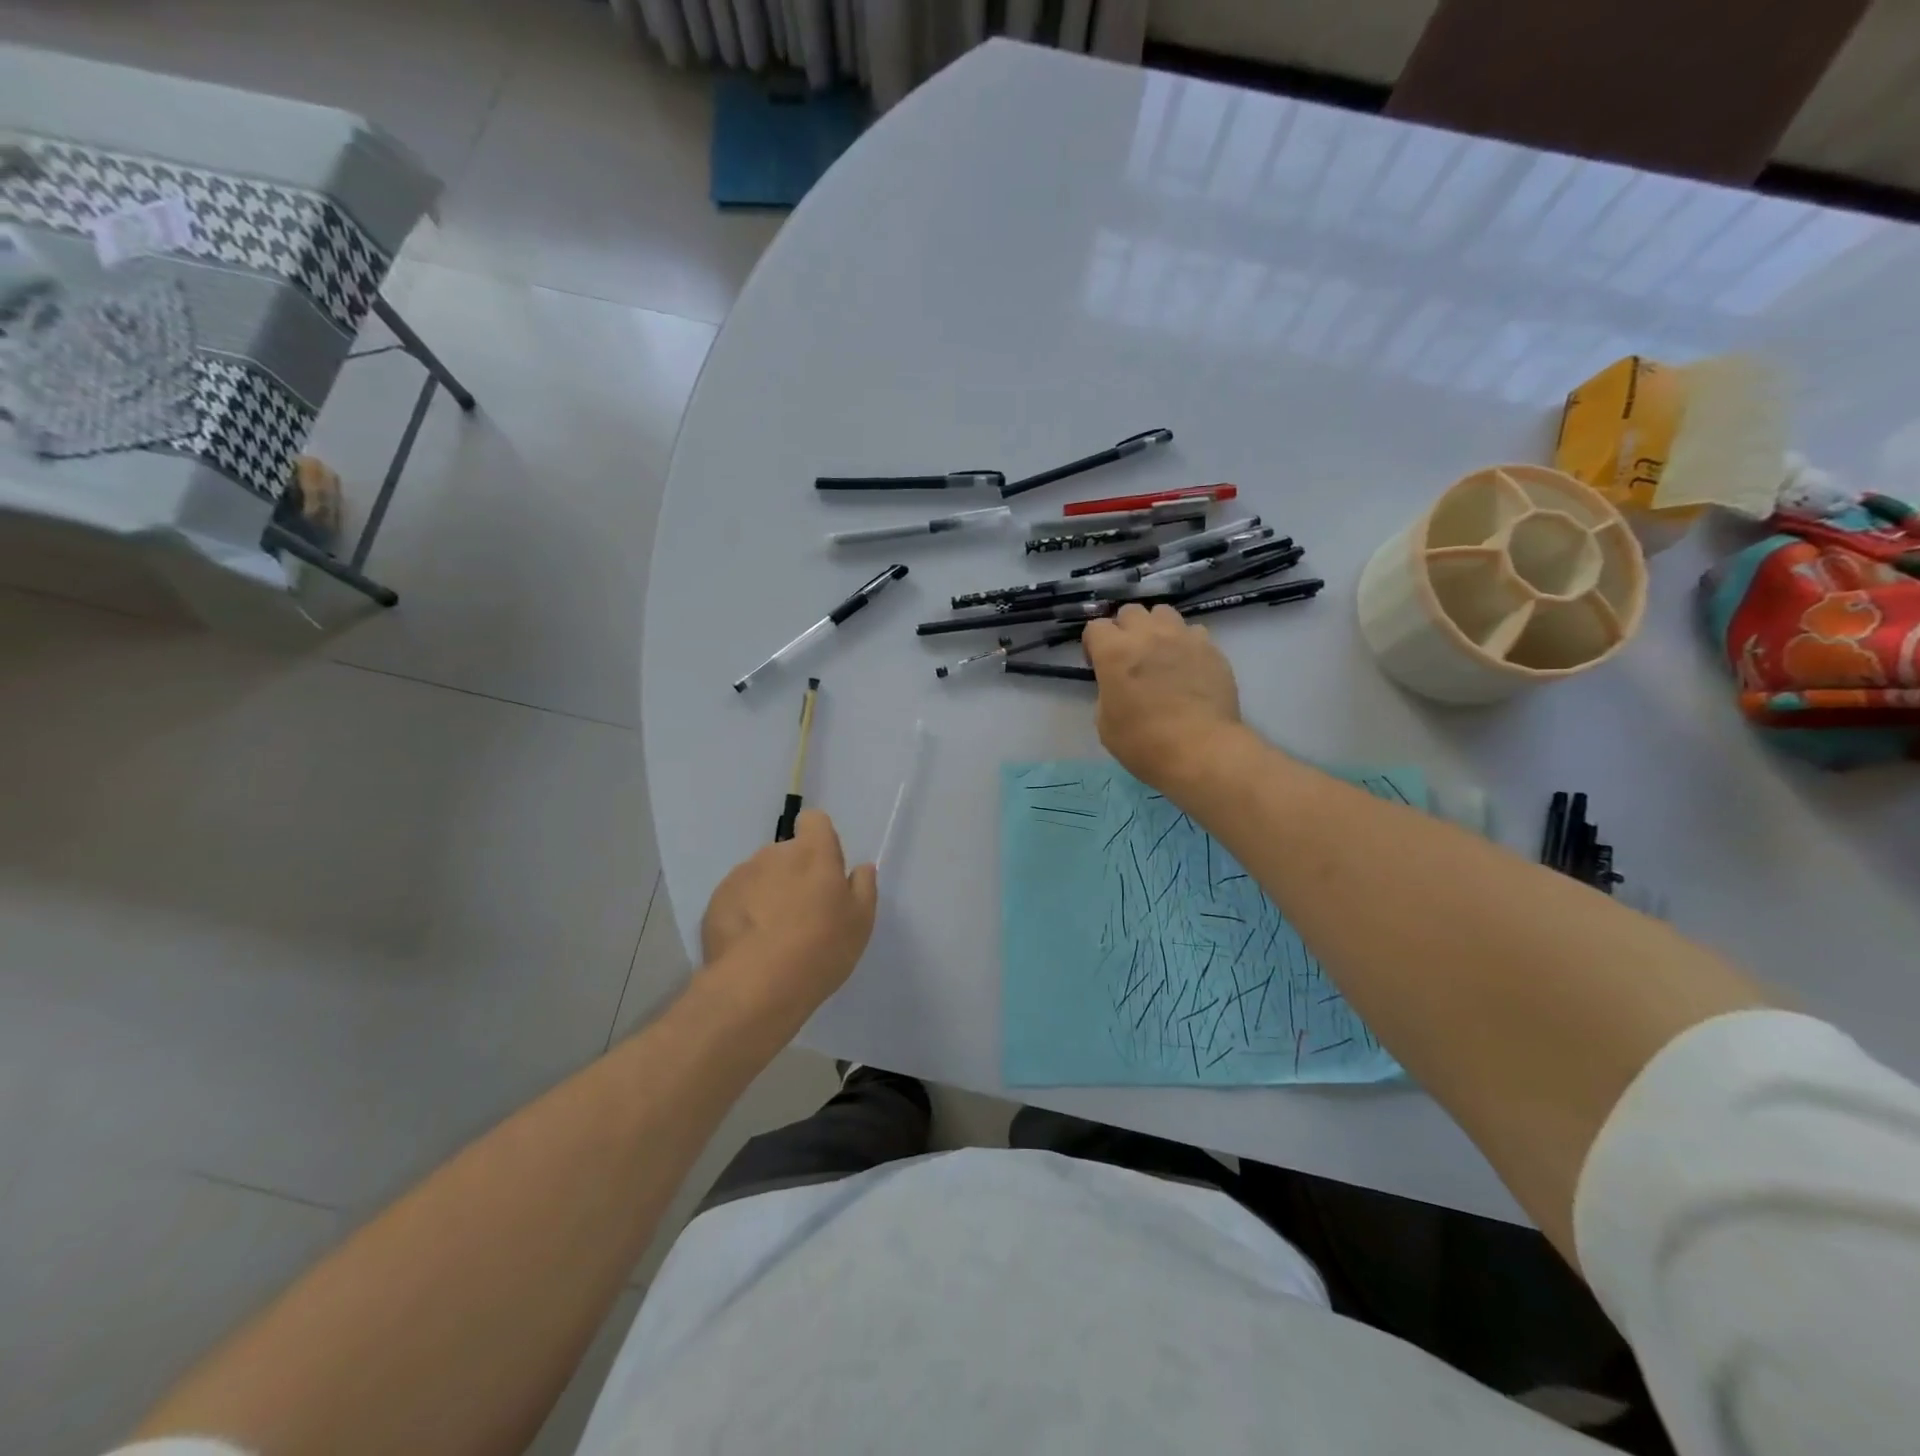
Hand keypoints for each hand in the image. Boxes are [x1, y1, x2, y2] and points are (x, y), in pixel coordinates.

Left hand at [700, 810, 877, 1015]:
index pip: (814, 820)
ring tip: (773, 935)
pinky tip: (751, 945)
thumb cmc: (821, 948)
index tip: (825, 870)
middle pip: (787, 852)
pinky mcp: (716, 901)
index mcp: (813, 853)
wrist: (757, 986)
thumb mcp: (860, 922)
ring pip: (760, 875)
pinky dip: (744, 913)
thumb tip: (860, 868)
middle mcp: (775, 854)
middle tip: (803, 913)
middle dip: (795, 873)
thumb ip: (863, 887)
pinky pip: (737, 898)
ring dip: (768, 892)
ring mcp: (741, 876)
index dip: (820, 839)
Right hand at [1083, 604, 1242, 788]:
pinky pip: (1193, 633)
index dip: (1093, 645)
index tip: (1098, 666)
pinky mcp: (1211, 649)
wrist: (1200, 750)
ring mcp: (1183, 638)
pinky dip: (1186, 643)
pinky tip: (1188, 666)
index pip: (1095, 627)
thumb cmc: (1144, 743)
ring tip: (1160, 653)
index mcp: (1114, 652)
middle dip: (1125, 630)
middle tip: (1129, 657)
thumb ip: (1108, 692)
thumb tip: (1119, 685)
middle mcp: (1148, 635)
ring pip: (1164, 613)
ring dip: (1156, 628)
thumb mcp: (1105, 723)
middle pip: (1130, 611)